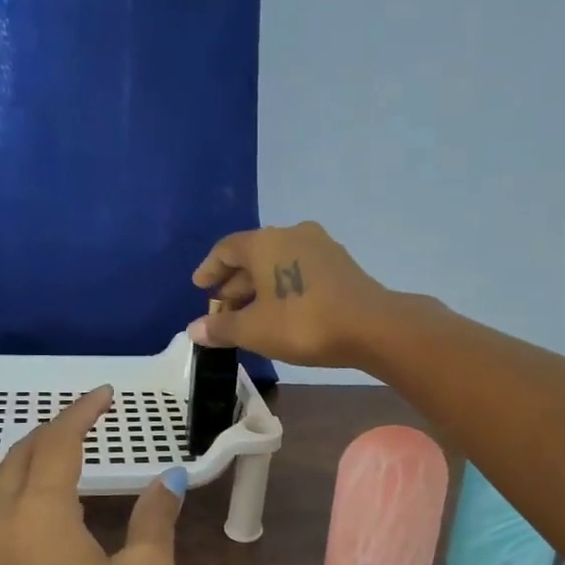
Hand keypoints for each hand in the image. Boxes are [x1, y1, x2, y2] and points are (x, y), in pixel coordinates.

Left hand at [0, 387, 184, 564]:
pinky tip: (45, 505)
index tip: (105, 395)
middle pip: (22, 454)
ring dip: (33, 457)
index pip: (59, 442)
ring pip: (3, 482)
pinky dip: (22, 488)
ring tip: (67, 453)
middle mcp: (2, 519)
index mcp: (40, 511)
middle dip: (53, 429)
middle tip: (87, 419)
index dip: (82, 412)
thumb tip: (169, 480)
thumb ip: (155, 519)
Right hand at [189, 221, 395, 368]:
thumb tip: (193, 329)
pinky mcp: (339, 263)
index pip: (226, 249)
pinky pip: (298, 269)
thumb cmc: (302, 323)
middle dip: (234, 283)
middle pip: (252, 255)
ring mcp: (319, 246)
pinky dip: (282, 286)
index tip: (200, 287)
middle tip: (222, 310)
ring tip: (249, 314)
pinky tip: (280, 311)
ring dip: (259, 286)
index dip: (209, 269)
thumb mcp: (254, 330)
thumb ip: (222, 328)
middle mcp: (290, 234)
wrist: (371, 326)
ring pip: (277, 263)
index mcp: (264, 242)